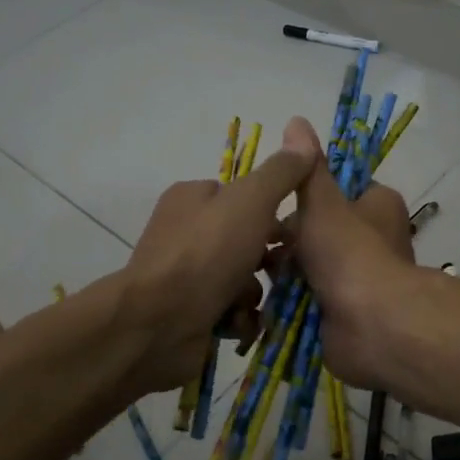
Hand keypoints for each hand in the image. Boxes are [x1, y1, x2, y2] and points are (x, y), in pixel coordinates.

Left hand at [119, 126, 315, 395]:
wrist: (157, 324)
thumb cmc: (206, 253)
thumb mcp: (251, 201)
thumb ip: (281, 172)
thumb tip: (302, 135)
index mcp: (193, 197)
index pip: (245, 197)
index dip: (272, 214)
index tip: (292, 234)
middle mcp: (185, 232)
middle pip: (247, 241)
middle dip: (266, 261)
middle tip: (279, 273)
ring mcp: (184, 275)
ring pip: (242, 278)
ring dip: (253, 293)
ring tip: (250, 304)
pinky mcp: (186, 312)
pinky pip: (228, 310)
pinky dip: (238, 318)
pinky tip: (237, 323)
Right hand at [281, 117, 420, 388]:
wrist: (371, 325)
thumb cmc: (349, 252)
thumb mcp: (322, 201)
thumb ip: (307, 168)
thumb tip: (297, 120)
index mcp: (378, 206)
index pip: (341, 190)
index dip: (308, 196)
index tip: (278, 204)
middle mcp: (374, 240)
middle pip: (320, 230)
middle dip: (289, 238)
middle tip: (260, 242)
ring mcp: (359, 279)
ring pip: (311, 266)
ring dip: (285, 271)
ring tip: (256, 271)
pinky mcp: (345, 313)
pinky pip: (309, 299)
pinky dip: (288, 301)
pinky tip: (262, 300)